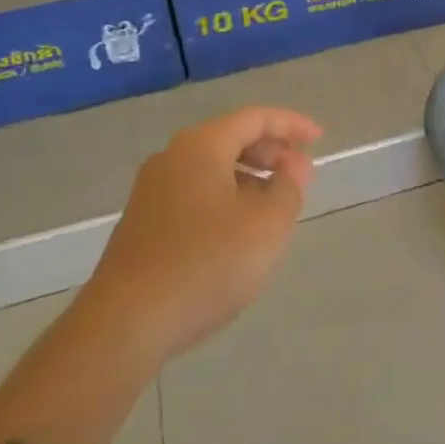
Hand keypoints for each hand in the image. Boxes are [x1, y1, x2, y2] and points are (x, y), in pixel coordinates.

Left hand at [86, 106, 322, 364]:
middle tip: (301, 176)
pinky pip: (196, 194)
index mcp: (201, 146)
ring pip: (213, 169)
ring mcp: (152, 192)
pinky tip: (240, 233)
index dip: (292, 124)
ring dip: (250, 179)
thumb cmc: (206, 264)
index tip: (319, 139)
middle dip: (272, 153)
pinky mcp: (143, 225)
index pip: (255, 118)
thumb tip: (292, 168)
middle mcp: (172, 158)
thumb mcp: (268, 225)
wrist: (125, 325)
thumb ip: (289, 188)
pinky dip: (226, 199)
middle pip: (231, 139)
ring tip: (277, 207)